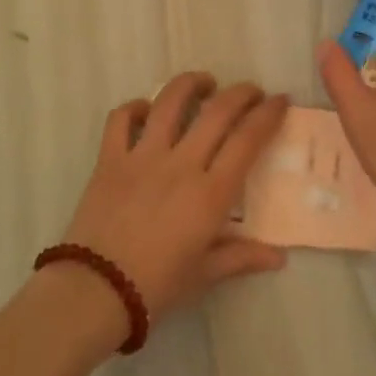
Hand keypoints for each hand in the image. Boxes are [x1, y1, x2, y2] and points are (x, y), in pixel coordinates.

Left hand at [60, 73, 289, 318]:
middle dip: (241, 93)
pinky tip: (145, 109)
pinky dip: (135, 107)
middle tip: (252, 91)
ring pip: (170, 102)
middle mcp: (181, 164)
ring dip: (191, 84)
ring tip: (204, 82)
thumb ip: (242, 257)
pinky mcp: (109, 159)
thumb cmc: (157, 287)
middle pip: (218, 111)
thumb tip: (279, 257)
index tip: (280, 100)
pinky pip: (121, 119)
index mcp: (210, 193)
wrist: (95, 292)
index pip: (248, 139)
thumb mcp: (205, 274)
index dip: (268, 114)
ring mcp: (142, 157)